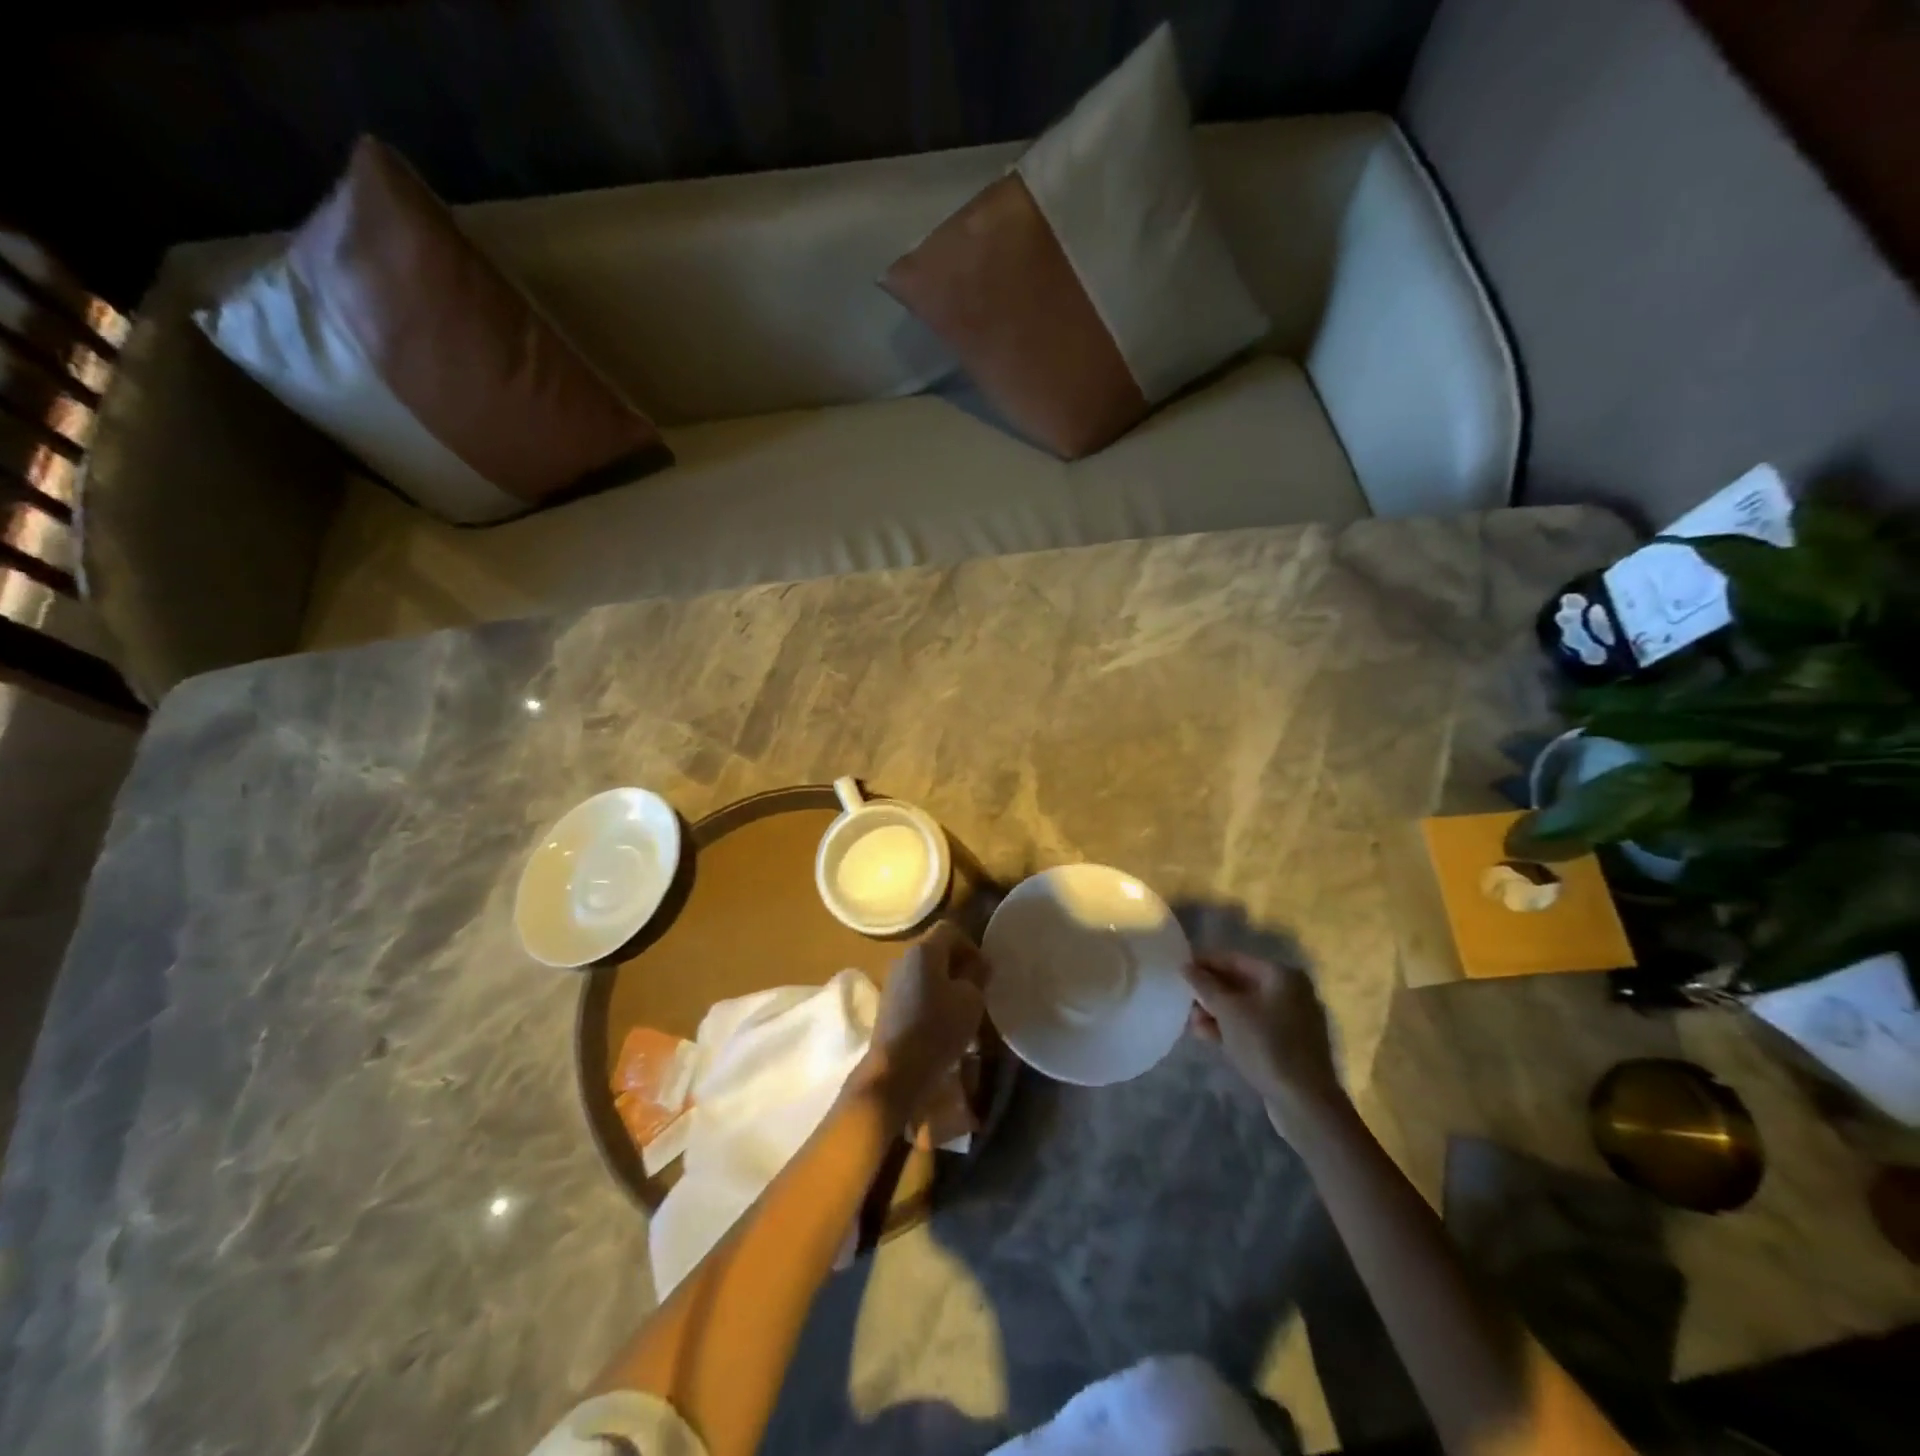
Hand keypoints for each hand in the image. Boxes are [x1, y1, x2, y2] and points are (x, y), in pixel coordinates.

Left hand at [859, 922, 988, 1116]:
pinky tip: (942, 1023)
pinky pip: (915, 990)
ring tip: (961, 1009)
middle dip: (958, 965)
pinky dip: (931, 999)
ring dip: (945, 984)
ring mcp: (892, 982)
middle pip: (935, 950)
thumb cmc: (938, 1028)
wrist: (896, 1070)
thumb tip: (978, 964)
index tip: (983, 971)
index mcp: (924, 950)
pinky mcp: (888, 1005)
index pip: (949, 929)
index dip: (970, 945)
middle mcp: (904, 958)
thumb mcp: (971, 1000)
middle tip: (976, 989)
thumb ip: (977, 975)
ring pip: (925, 972)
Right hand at [1185, 951, 1343, 1130]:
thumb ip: (1205, 985)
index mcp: (1281, 975)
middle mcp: (1290, 992)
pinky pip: (1254, 1027)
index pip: (1234, 959)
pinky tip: (1207, 1036)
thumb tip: (1186, 966)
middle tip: (1183, 1001)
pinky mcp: (1289, 1045)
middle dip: (1209, 992)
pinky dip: (1231, 1028)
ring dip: (1216, 1012)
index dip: (1204, 963)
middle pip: (1240, 983)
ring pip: (1245, 1007)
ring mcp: (1292, 1020)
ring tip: (1191, 1023)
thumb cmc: (1266, 1045)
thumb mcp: (1229, 1011)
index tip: (1178, 970)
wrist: (1304, 1102)